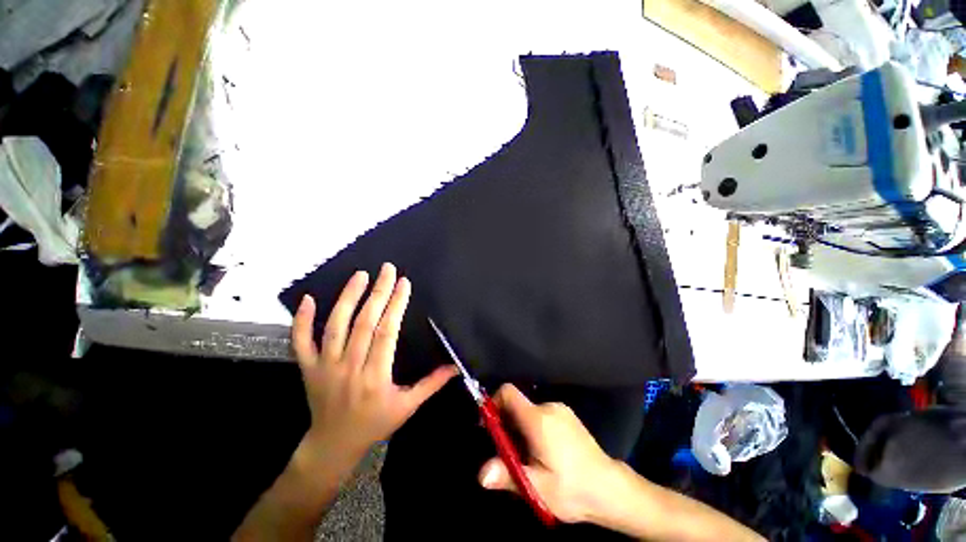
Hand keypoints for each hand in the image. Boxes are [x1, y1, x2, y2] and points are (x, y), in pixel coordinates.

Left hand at [293, 263, 456, 461]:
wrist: (333, 445)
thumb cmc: (375, 423)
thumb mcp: (407, 406)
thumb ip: (431, 384)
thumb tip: (456, 366)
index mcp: (376, 377)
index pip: (387, 332)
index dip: (396, 305)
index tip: (403, 284)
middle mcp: (349, 367)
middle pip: (364, 323)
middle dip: (378, 293)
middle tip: (387, 269)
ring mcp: (325, 367)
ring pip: (335, 326)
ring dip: (347, 298)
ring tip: (360, 275)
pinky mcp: (307, 368)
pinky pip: (301, 341)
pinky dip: (302, 320)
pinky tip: (308, 298)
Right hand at [477, 384, 620, 523]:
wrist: (612, 489)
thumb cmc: (573, 490)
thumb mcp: (538, 488)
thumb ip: (508, 476)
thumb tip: (481, 474)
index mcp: (538, 419)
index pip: (508, 393)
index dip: (493, 403)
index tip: (489, 427)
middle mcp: (548, 407)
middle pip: (517, 405)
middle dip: (506, 424)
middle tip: (508, 454)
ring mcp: (560, 410)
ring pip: (529, 412)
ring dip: (520, 429)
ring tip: (527, 459)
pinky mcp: (568, 417)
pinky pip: (542, 415)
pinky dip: (534, 429)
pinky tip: (543, 454)